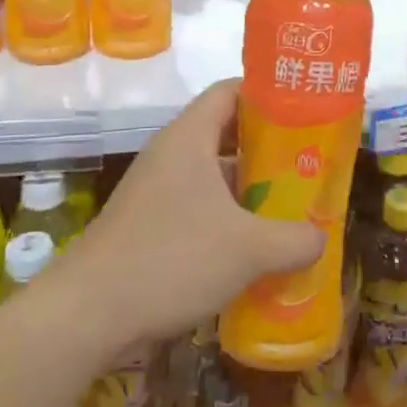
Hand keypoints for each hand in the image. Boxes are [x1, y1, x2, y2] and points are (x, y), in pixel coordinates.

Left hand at [51, 79, 324, 361]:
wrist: (87, 314)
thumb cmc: (171, 259)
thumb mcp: (248, 249)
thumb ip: (294, 239)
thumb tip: (320, 238)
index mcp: (190, 138)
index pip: (231, 91)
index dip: (268, 95)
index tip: (305, 112)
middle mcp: (172, 156)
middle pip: (227, 135)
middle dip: (270, 151)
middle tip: (310, 167)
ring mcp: (157, 192)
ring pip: (215, 178)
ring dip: (251, 193)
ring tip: (293, 211)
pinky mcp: (150, 226)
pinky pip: (199, 210)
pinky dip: (229, 222)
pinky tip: (256, 251)